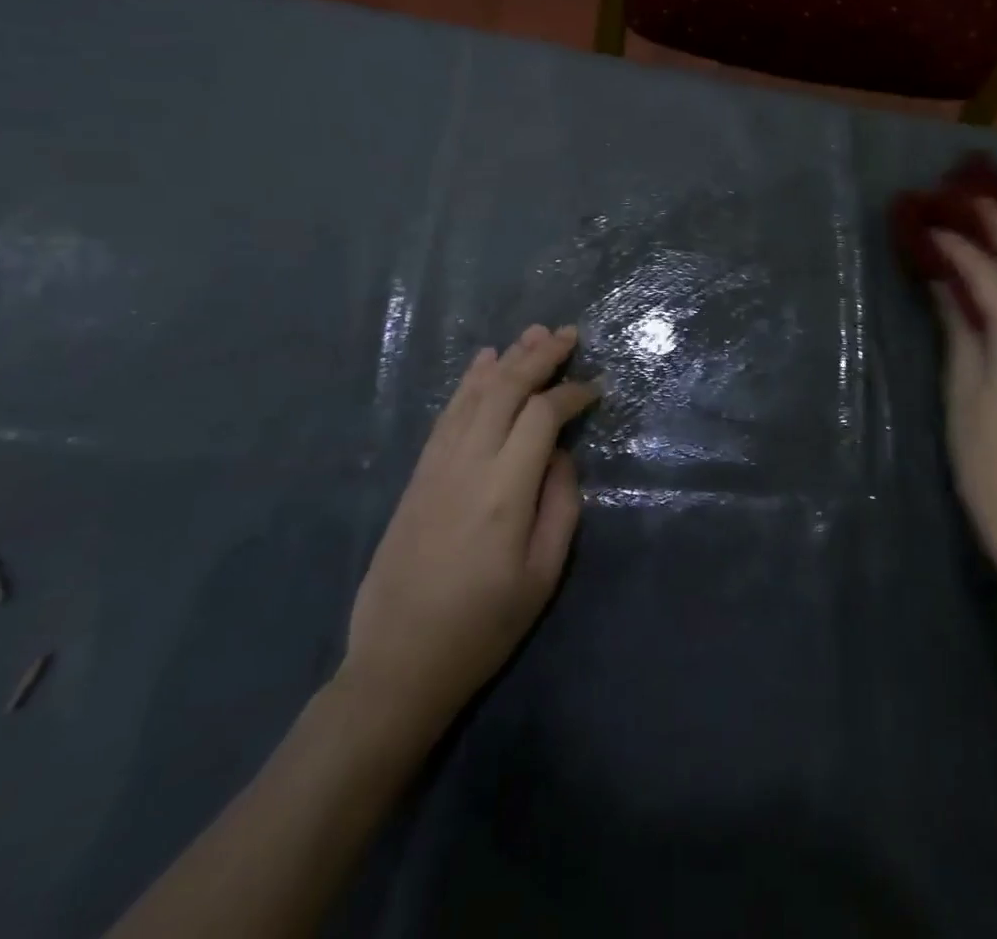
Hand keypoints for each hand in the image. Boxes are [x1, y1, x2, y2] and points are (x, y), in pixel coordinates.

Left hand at [337, 324, 597, 751]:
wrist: (398, 663)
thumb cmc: (483, 627)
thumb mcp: (542, 576)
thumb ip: (560, 505)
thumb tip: (562, 454)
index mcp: (505, 491)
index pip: (542, 416)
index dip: (572, 393)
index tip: (597, 387)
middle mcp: (468, 464)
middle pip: (506, 390)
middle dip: (541, 356)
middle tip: (569, 334)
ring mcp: (437, 465)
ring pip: (474, 394)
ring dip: (507, 359)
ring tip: (534, 333)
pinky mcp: (418, 474)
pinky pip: (448, 413)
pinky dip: (469, 382)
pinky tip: (484, 363)